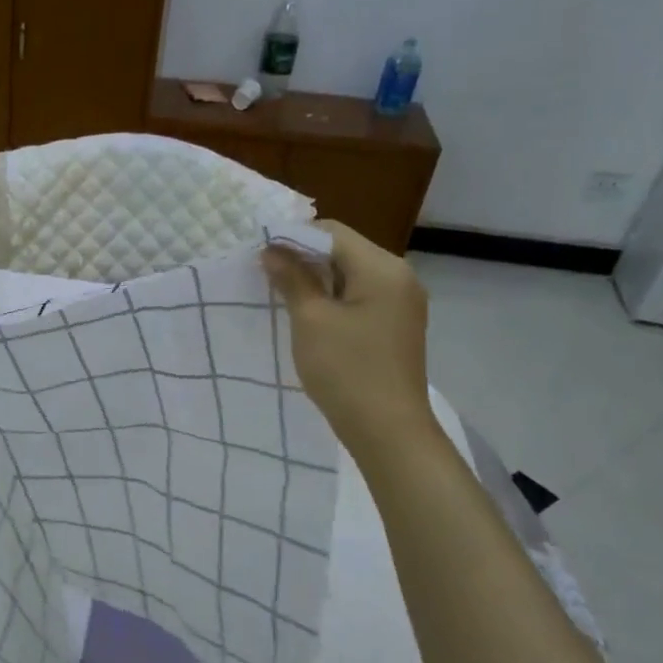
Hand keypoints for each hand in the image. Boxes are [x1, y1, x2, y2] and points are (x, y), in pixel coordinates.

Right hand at [263, 220, 438, 459]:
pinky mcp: (395, 325)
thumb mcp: (310, 320)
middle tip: (266, 277)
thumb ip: (292, 278)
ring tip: (282, 297)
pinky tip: (309, 317)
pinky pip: (359, 297)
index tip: (260, 256)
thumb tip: (271, 250)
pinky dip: (332, 300)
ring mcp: (401, 303)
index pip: (332, 232)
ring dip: (316, 281)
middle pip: (343, 251)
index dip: (293, 238)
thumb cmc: (346, 370)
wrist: (387, 430)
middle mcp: (399, 277)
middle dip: (303, 259)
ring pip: (350, 275)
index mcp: (383, 268)